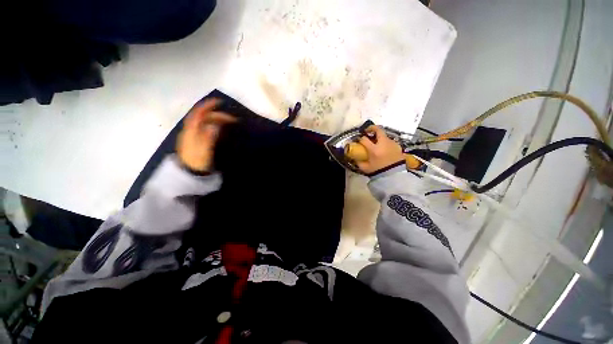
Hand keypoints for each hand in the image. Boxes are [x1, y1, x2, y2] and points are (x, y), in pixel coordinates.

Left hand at [177, 99, 236, 172]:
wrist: (189, 173)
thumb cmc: (197, 162)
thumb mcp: (204, 151)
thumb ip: (209, 138)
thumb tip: (215, 126)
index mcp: (191, 131)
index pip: (198, 114)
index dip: (207, 106)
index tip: (219, 102)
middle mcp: (191, 130)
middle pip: (203, 118)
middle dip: (218, 115)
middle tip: (233, 120)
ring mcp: (193, 135)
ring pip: (205, 123)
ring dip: (216, 120)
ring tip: (228, 123)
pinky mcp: (196, 140)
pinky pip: (205, 128)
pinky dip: (214, 125)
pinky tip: (220, 129)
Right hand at [356, 125, 404, 174]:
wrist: (394, 176)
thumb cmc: (378, 171)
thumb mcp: (365, 168)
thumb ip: (358, 161)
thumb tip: (354, 156)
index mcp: (374, 150)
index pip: (364, 139)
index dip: (360, 139)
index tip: (359, 141)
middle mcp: (384, 144)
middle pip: (378, 130)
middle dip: (372, 128)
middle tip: (368, 131)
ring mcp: (392, 144)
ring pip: (385, 136)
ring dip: (380, 137)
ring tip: (377, 143)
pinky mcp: (398, 146)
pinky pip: (390, 142)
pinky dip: (386, 143)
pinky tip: (384, 149)